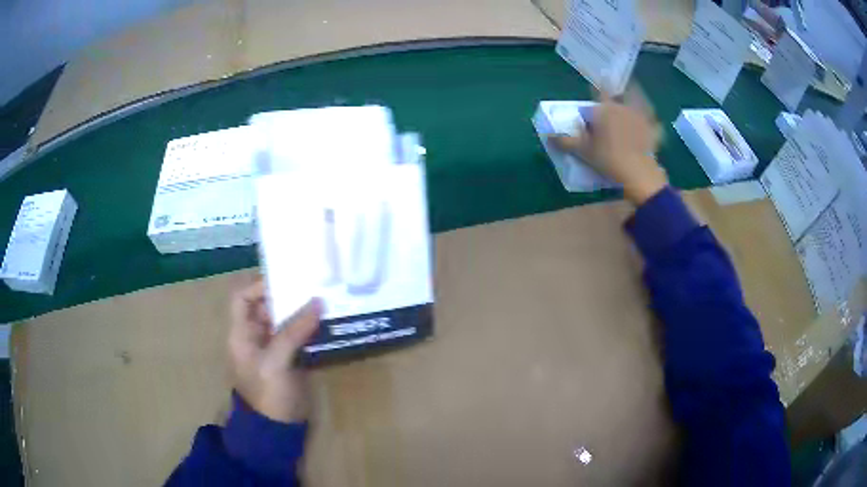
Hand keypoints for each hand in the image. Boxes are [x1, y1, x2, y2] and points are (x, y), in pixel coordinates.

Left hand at [228, 279, 321, 423]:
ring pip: (285, 321)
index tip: (286, 281)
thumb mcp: (276, 361)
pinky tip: (327, 322)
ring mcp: (273, 348)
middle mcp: (255, 336)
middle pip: (266, 307)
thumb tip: (318, 301)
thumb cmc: (268, 393)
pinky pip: (298, 336)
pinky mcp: (290, 359)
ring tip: (325, 299)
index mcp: (241, 334)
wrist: (279, 428)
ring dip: (302, 311)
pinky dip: (310, 328)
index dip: (259, 286)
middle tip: (313, 285)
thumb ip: (294, 331)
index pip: (242, 298)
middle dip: (287, 296)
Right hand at [549, 87, 667, 204]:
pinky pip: (654, 123)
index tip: (599, 79)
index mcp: (606, 109)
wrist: (636, 172)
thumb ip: (566, 141)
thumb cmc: (607, 158)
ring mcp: (641, 118)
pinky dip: (653, 122)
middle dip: (618, 92)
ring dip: (637, 96)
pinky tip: (654, 123)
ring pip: (639, 102)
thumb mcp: (583, 151)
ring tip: (636, 94)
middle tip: (618, 90)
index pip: (601, 90)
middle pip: (621, 93)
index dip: (599, 84)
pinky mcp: (653, 131)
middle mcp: (624, 107)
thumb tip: (548, 135)